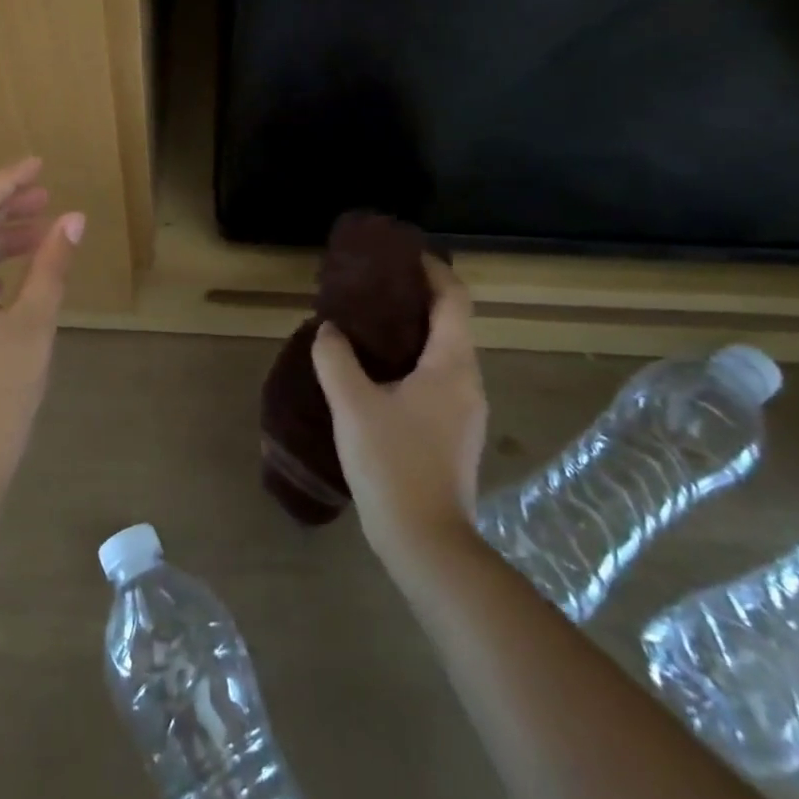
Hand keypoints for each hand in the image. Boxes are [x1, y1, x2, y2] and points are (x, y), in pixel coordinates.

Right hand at [312, 257, 487, 555]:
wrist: (426, 542)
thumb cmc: (393, 464)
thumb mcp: (353, 405)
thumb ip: (336, 359)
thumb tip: (329, 331)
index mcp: (452, 364)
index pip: (454, 298)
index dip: (432, 270)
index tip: (401, 255)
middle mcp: (468, 381)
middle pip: (449, 323)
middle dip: (414, 300)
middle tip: (370, 290)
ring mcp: (465, 411)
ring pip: (442, 354)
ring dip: (410, 333)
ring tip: (366, 329)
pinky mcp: (454, 434)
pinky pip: (436, 380)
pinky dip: (410, 363)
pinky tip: (375, 376)